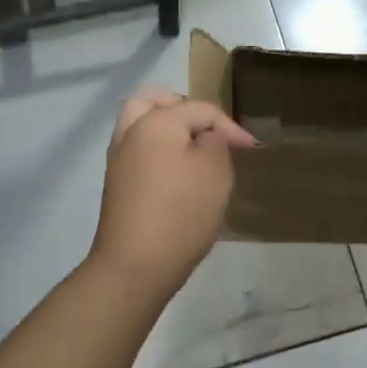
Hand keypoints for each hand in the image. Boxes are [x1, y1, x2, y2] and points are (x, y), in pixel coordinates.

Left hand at [88, 88, 256, 298]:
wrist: (134, 266)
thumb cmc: (181, 213)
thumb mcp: (215, 172)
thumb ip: (215, 142)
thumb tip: (206, 136)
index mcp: (156, 121)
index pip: (200, 109)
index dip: (230, 126)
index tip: (250, 150)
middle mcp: (131, 132)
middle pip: (153, 101)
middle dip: (182, 108)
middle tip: (207, 128)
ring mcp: (118, 159)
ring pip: (140, 124)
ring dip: (165, 127)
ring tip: (193, 147)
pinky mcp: (116, 184)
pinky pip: (136, 149)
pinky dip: (156, 148)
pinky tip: (177, 172)